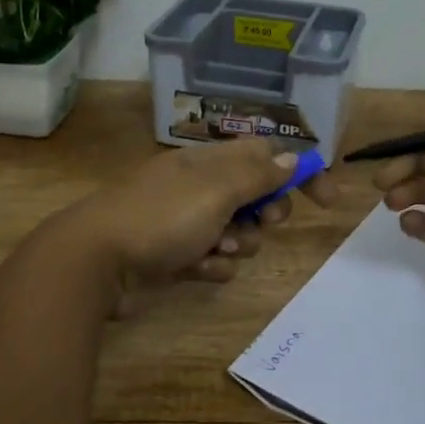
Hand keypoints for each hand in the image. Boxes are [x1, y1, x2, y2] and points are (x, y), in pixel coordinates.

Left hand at [56, 138, 337, 314]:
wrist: (97, 261)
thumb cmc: (161, 218)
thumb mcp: (216, 190)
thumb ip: (258, 174)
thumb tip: (293, 156)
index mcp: (208, 161)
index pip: (265, 154)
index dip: (299, 172)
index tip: (327, 199)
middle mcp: (199, 187)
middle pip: (255, 195)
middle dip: (266, 213)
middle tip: (262, 223)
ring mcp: (185, 223)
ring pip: (238, 233)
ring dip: (237, 244)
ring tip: (217, 249)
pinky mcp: (174, 256)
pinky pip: (213, 259)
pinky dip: (211, 265)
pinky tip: (196, 269)